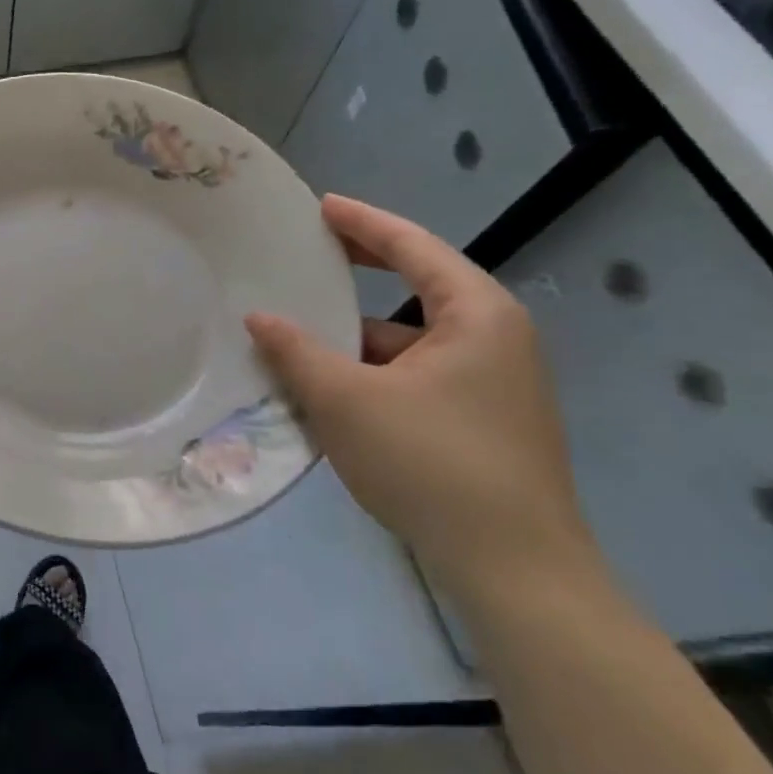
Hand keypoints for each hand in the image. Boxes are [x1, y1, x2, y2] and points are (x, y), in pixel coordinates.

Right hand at [246, 195, 599, 602]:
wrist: (513, 568)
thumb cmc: (430, 463)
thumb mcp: (345, 400)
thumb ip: (296, 351)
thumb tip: (259, 317)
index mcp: (476, 315)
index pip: (413, 246)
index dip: (362, 223)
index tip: (320, 205)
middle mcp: (494, 337)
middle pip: (418, 285)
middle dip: (361, 270)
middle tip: (308, 252)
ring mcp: (493, 382)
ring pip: (411, 338)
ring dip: (357, 334)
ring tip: (299, 330)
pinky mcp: (482, 419)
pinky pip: (416, 373)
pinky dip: (372, 370)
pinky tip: (329, 386)